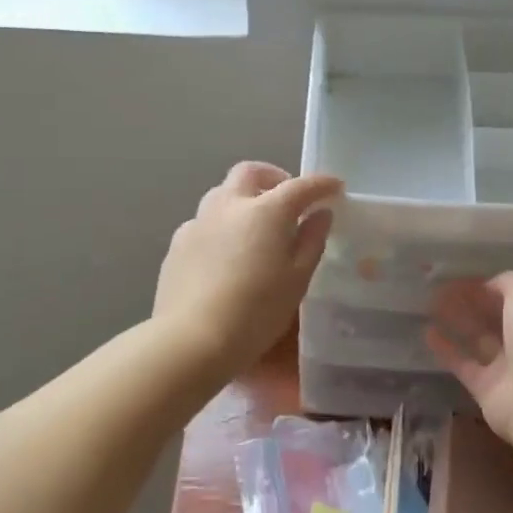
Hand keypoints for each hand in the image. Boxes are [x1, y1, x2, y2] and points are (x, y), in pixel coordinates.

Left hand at [154, 162, 342, 376]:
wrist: (192, 339)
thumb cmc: (257, 312)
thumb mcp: (297, 280)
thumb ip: (311, 241)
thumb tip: (320, 214)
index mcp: (265, 212)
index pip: (300, 186)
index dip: (321, 184)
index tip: (335, 187)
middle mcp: (229, 206)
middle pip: (250, 173)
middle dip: (273, 177)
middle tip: (288, 200)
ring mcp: (198, 222)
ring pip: (222, 194)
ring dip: (243, 199)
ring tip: (255, 227)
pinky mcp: (177, 244)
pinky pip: (204, 222)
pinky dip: (222, 226)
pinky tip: (226, 254)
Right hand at [425, 273, 512, 440]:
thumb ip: (508, 282)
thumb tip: (488, 285)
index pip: (512, 296)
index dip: (487, 286)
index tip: (460, 277)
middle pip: (494, 316)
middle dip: (470, 302)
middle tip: (440, 289)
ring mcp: (506, 365)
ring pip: (477, 338)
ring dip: (456, 321)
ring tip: (430, 305)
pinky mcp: (485, 387)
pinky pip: (462, 363)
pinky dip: (445, 348)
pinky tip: (427, 332)